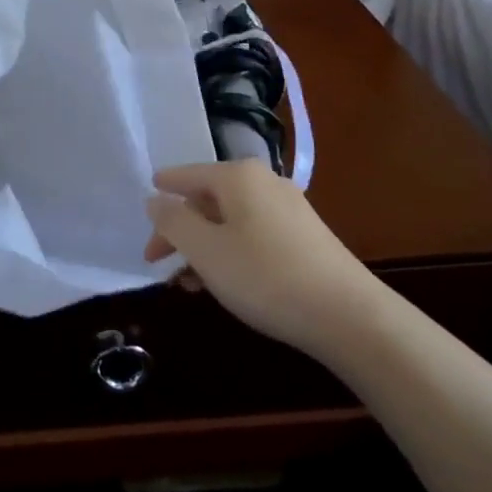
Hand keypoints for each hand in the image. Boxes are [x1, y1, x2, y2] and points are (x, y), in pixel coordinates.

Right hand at [145, 160, 377, 356]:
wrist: (348, 315)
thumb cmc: (265, 277)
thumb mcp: (206, 251)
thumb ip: (173, 222)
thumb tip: (155, 199)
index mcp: (238, 177)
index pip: (187, 176)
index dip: (162, 192)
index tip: (144, 205)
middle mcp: (264, 182)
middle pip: (209, 200)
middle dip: (180, 230)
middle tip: (157, 261)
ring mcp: (289, 209)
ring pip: (230, 221)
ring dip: (204, 247)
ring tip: (187, 282)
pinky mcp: (305, 237)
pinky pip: (253, 235)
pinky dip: (230, 253)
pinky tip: (223, 284)